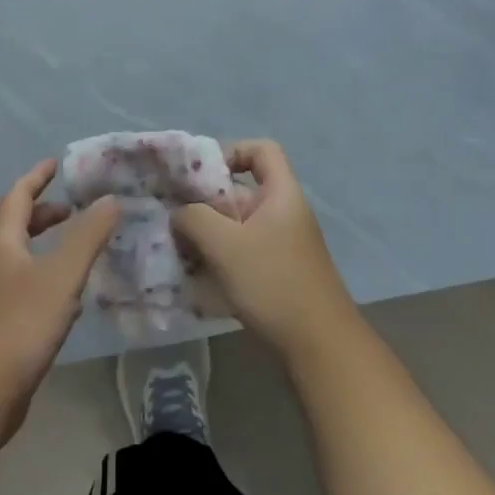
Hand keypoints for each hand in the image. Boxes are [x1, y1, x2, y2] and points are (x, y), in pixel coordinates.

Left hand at [0, 160, 117, 433]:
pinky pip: (25, 289)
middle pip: (16, 228)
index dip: (36, 178)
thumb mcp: (61, 275)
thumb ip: (88, 236)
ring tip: (78, 249)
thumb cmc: (18, 325)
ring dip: (47, 247)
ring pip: (21, 260)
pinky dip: (47, 278)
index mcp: (2, 245)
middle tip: (74, 210)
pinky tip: (68, 299)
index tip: (55, 164)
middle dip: (44, 214)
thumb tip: (110, 199)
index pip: (17, 198)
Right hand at [172, 140, 358, 359]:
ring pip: (237, 226)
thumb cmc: (274, 282)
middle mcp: (283, 213)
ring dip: (207, 234)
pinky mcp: (276, 273)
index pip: (261, 150)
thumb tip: (180, 213)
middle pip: (241, 191)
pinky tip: (195, 277)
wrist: (319, 345)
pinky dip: (218, 258)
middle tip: (174, 218)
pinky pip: (241, 253)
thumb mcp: (226, 245)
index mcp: (281, 194)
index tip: (200, 177)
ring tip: (178, 250)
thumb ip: (195, 219)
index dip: (231, 152)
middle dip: (205, 202)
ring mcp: (281, 245)